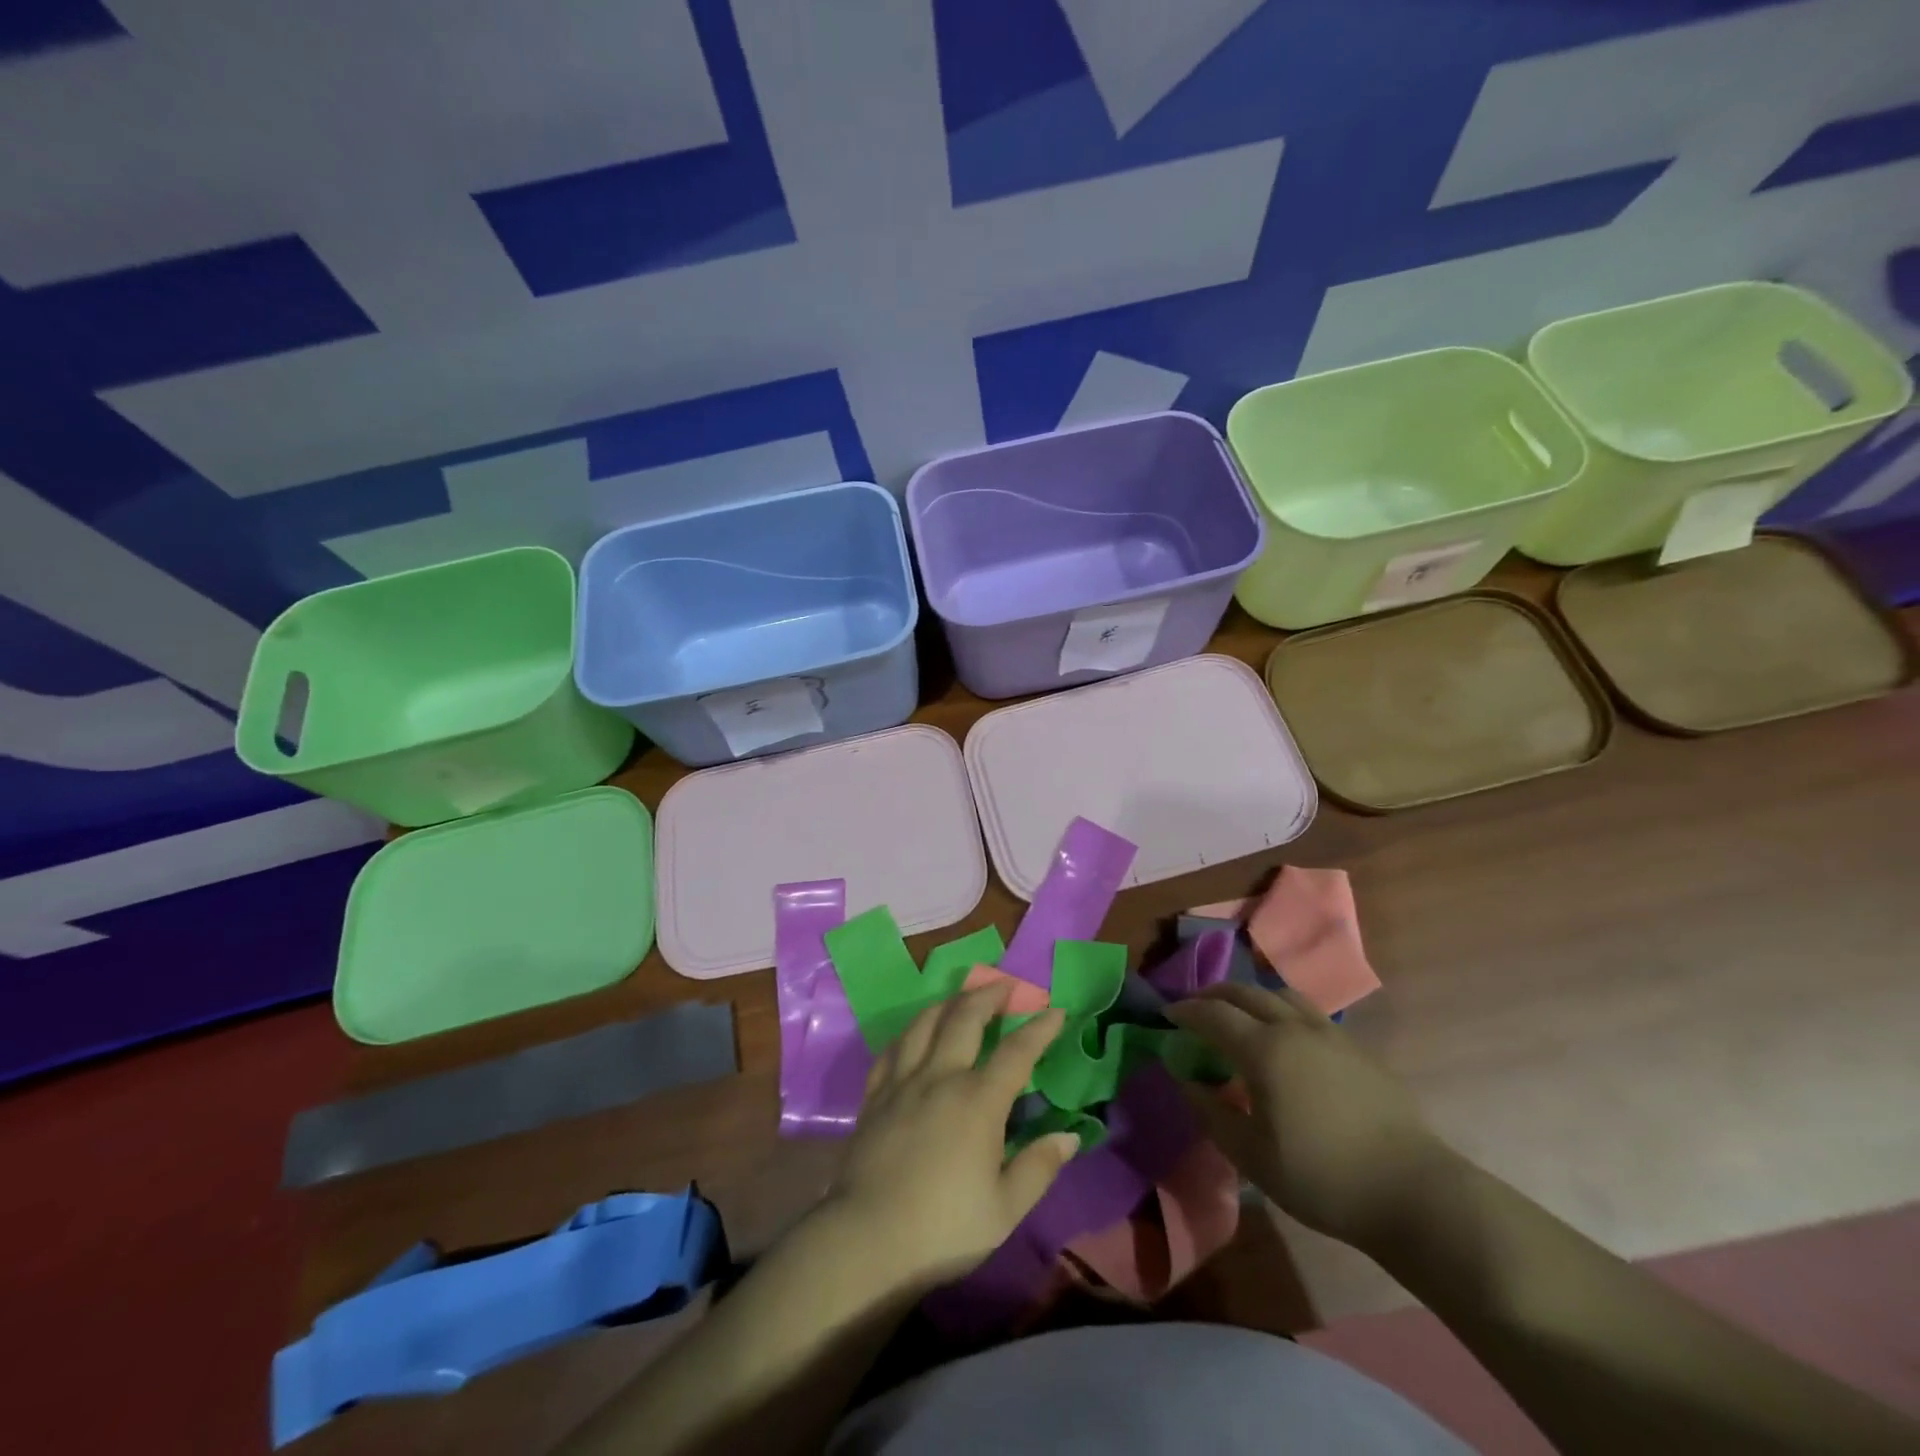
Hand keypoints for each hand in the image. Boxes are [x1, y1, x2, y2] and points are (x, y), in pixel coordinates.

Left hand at [821, 980, 1076, 1288]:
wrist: (867, 1240)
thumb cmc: (944, 1228)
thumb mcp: (1005, 1209)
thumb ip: (1038, 1168)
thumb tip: (1068, 1136)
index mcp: (978, 1101)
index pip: (1017, 1052)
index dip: (1039, 1028)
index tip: (1056, 1010)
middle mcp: (941, 1077)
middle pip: (965, 1018)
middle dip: (988, 995)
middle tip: (1004, 985)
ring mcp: (903, 1082)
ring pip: (925, 1023)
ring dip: (948, 1003)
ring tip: (961, 998)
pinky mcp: (875, 1096)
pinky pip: (892, 1049)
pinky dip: (909, 1033)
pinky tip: (914, 1034)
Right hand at [1166, 983, 1452, 1250]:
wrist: (1413, 1193)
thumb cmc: (1322, 1178)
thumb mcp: (1252, 1156)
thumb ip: (1212, 1113)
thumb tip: (1186, 1081)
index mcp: (1264, 1050)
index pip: (1213, 1014)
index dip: (1185, 1011)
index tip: (1166, 1015)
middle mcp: (1294, 1028)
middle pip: (1245, 992)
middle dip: (1213, 994)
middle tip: (1195, 1008)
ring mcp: (1331, 1035)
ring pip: (1281, 994)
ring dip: (1251, 996)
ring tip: (1239, 1015)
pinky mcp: (1357, 1049)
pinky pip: (1309, 1013)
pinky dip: (1282, 1011)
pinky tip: (1286, 1040)